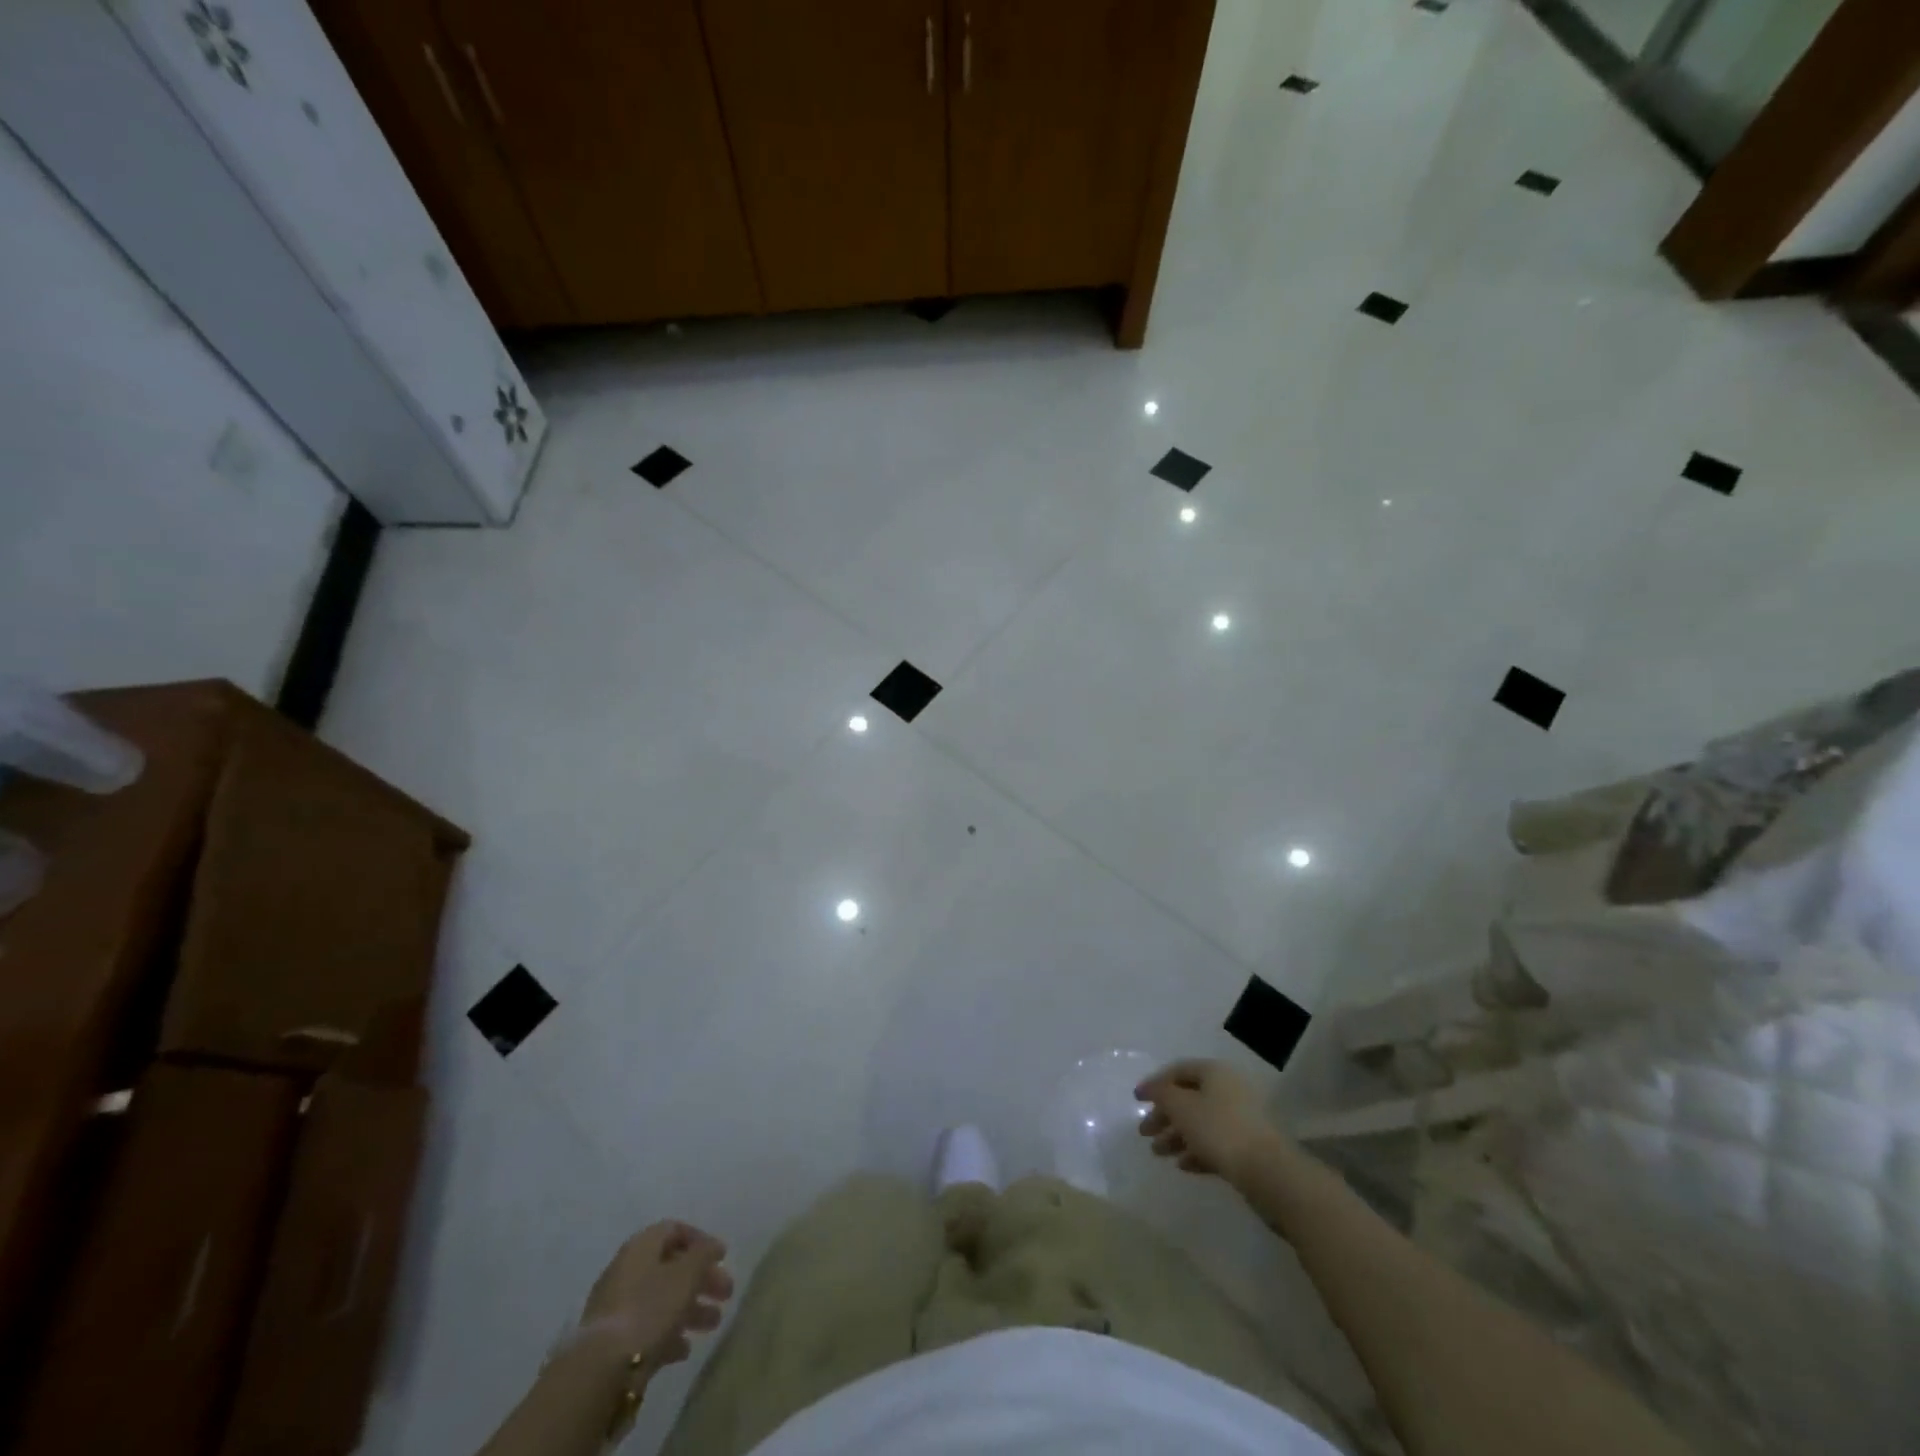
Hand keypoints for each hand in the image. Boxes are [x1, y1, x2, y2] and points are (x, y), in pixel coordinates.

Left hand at [581, 1221, 733, 1375]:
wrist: (601, 1371)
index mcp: (641, 1247)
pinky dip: (669, 1334)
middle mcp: (627, 1271)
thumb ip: (704, 1254)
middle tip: (726, 1294)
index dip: (700, 1240)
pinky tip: (684, 1350)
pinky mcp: (613, 1342)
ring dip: (691, 1309)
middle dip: (701, 1279)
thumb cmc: (649, 1309)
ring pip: (662, 1299)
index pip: (674, 1230)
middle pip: (671, 1267)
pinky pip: (647, 1328)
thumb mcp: (686, 1274)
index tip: (722, 1257)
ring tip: (714, 1324)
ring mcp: (617, 1308)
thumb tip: (713, 1246)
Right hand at [1136, 1059, 1284, 1185]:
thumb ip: (1162, 1093)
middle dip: (1164, 1115)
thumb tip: (1152, 1088)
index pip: (1178, 1070)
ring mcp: (1241, 1119)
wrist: (1268, 1172)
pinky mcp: (1248, 1146)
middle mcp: (1229, 1090)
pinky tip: (1183, 1165)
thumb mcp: (1181, 1107)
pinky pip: (1215, 1143)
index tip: (1137, 1100)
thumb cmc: (1219, 1129)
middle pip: (1189, 1098)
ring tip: (1158, 1153)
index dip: (1155, 1083)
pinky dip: (1196, 1151)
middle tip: (1144, 1132)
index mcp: (1215, 1072)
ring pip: (1201, 1122)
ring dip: (1177, 1136)